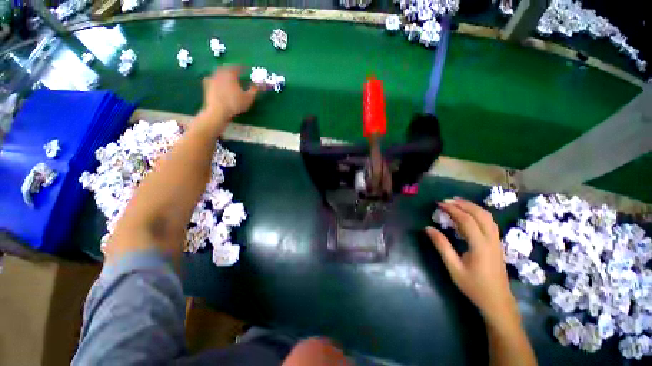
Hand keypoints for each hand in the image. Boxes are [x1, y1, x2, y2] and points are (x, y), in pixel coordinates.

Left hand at [201, 65, 258, 121]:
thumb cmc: (235, 104)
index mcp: (231, 74)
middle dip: (233, 69)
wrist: (217, 111)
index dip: (244, 67)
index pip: (238, 67)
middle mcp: (220, 73)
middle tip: (238, 72)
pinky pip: (212, 79)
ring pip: (219, 72)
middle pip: (227, 67)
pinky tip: (218, 83)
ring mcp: (212, 78)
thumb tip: (262, 84)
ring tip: (229, 78)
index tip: (248, 68)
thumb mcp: (248, 98)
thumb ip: (255, 89)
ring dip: (225, 73)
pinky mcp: (207, 85)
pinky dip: (217, 80)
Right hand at [426, 198, 518, 326]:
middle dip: (462, 204)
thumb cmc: (473, 286)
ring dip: (472, 206)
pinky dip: (478, 213)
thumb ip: (441, 246)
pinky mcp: (497, 243)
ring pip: (487, 216)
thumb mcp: (453, 267)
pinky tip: (469, 214)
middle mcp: (491, 240)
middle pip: (480, 214)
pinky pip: (489, 222)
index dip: (452, 209)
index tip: (439, 203)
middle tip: (446, 200)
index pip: (466, 220)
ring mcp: (497, 241)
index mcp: (480, 246)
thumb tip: (428, 228)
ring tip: (456, 202)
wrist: (497, 301)